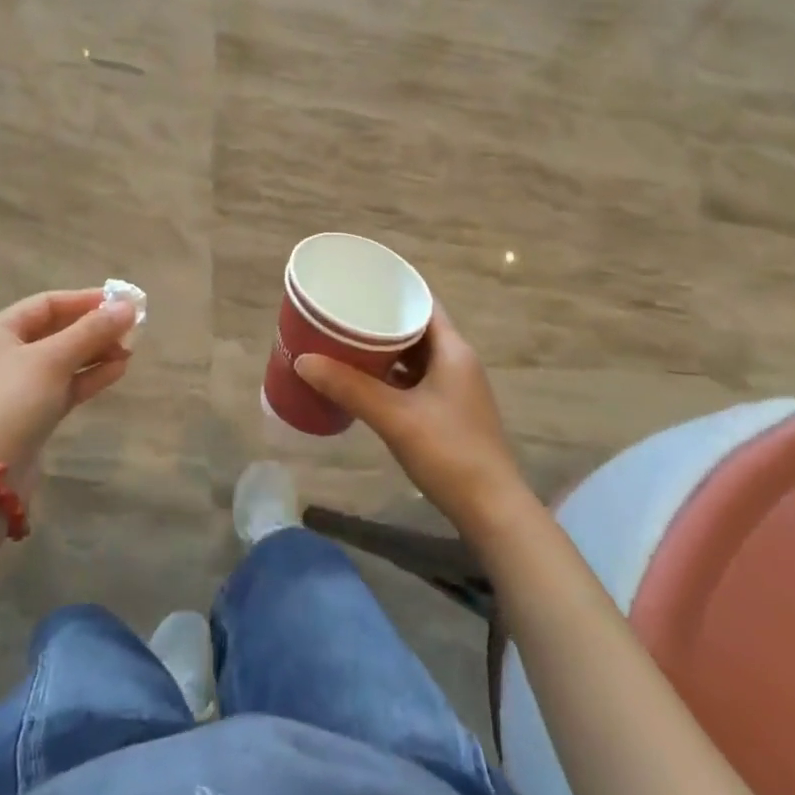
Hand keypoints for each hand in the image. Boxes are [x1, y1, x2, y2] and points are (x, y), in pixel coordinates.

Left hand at [0, 288, 136, 494]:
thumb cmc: (14, 402)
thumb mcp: (53, 359)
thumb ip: (91, 330)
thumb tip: (128, 306)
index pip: (47, 303)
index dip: (85, 300)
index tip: (121, 302)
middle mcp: (5, 353)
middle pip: (57, 330)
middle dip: (94, 328)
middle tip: (132, 328)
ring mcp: (19, 385)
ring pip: (64, 359)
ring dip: (97, 352)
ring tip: (130, 350)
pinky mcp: (32, 412)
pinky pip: (65, 384)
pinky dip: (90, 376)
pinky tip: (118, 370)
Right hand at [296, 305, 533, 541]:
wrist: (491, 511)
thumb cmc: (448, 453)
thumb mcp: (394, 417)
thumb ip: (348, 387)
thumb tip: (303, 360)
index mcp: (453, 350)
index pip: (423, 302)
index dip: (392, 290)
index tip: (358, 283)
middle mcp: (458, 361)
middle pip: (416, 327)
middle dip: (380, 320)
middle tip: (342, 313)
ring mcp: (456, 388)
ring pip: (415, 355)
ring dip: (385, 349)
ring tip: (346, 342)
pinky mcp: (450, 411)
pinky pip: (416, 379)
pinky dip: (392, 375)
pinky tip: (365, 381)